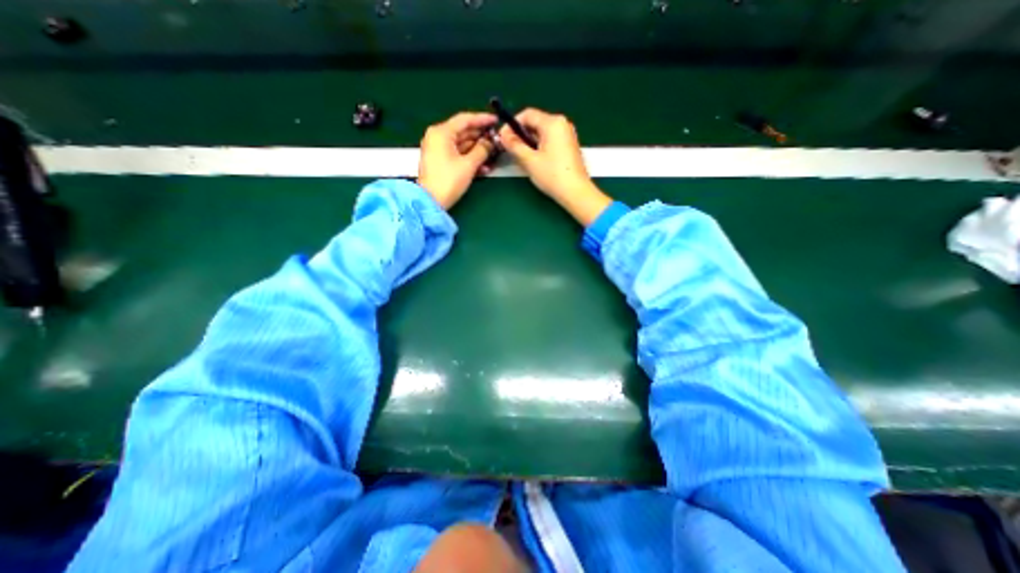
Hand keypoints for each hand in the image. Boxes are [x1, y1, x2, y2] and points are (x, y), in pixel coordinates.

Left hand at [419, 111, 499, 209]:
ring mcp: (438, 150)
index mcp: (441, 133)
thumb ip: (482, 150)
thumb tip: (490, 142)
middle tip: (497, 141)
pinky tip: (483, 167)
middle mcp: (438, 137)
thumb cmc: (448, 181)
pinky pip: (458, 155)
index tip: (496, 121)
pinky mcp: (440, 161)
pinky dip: (470, 159)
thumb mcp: (468, 165)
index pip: (465, 119)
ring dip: (478, 151)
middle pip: (463, 132)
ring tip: (493, 155)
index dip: (482, 119)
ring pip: (462, 145)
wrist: (431, 201)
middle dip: (481, 137)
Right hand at [499, 108, 608, 224]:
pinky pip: (550, 140)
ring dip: (529, 142)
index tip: (503, 138)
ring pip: (542, 133)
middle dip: (520, 134)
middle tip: (510, 149)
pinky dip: (539, 146)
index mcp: (553, 123)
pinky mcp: (569, 146)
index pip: (527, 114)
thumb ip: (514, 145)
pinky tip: (534, 160)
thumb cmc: (552, 175)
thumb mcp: (529, 160)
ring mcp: (567, 135)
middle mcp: (562, 124)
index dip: (512, 125)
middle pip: (535, 122)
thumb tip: (503, 135)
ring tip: (521, 157)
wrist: (576, 192)